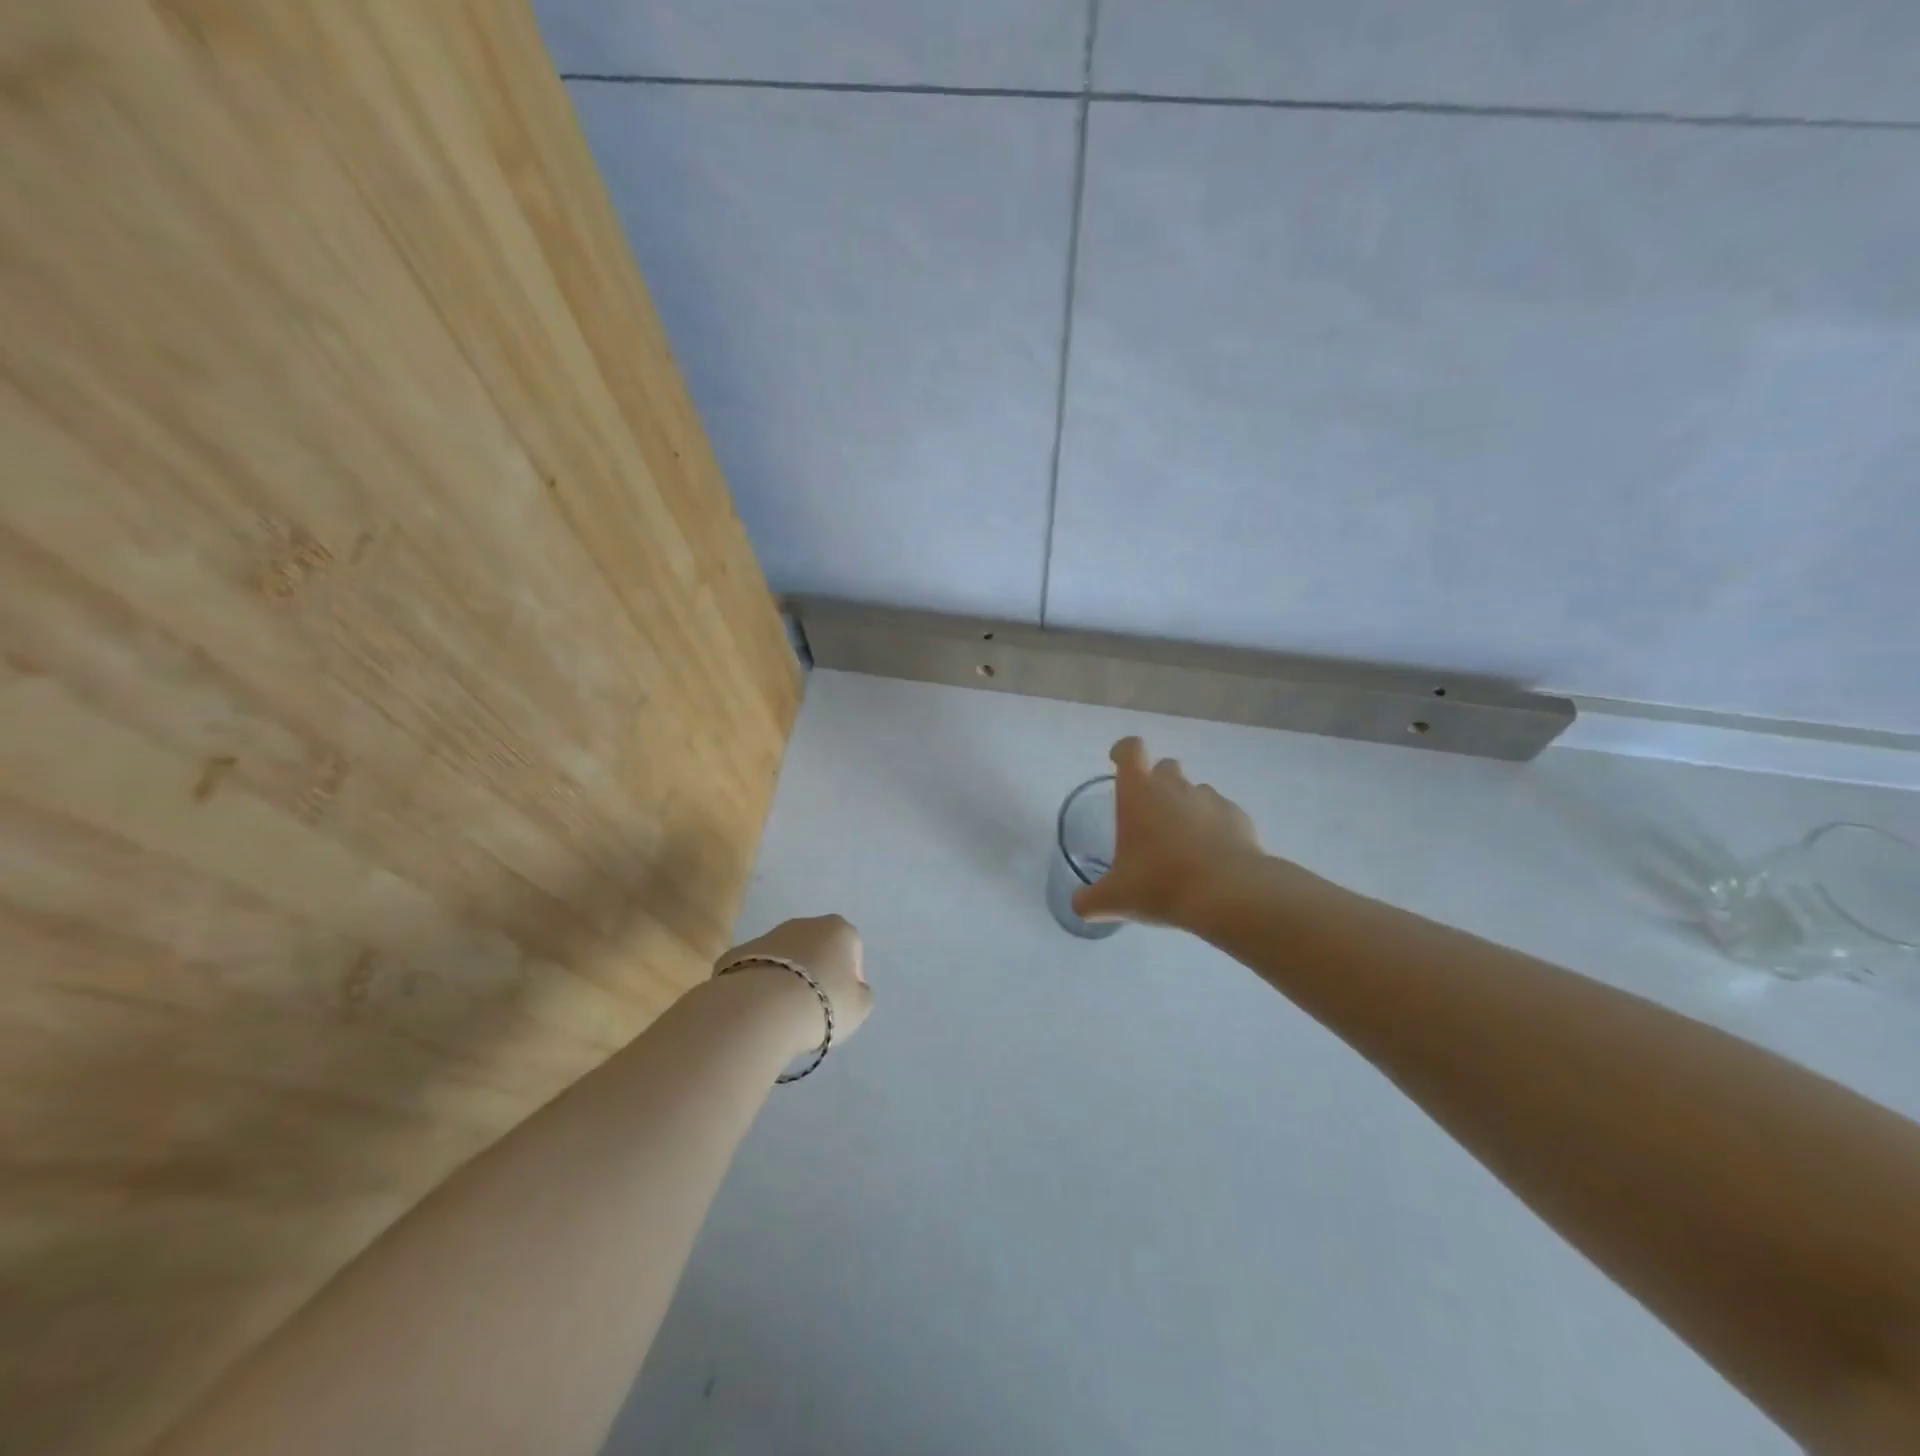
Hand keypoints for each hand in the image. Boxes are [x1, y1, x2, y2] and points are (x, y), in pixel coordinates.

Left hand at [714, 914, 873, 1054]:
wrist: (760, 1009)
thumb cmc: (822, 1004)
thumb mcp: (860, 1007)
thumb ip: (861, 994)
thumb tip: (853, 989)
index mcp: (838, 929)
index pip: (852, 949)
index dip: (849, 978)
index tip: (840, 1003)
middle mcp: (804, 924)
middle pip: (816, 948)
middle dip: (816, 973)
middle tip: (813, 1007)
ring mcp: (767, 935)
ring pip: (784, 957)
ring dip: (786, 978)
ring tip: (783, 1013)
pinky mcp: (736, 953)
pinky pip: (756, 970)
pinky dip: (758, 986)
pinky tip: (758, 1010)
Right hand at [1072, 737, 1263, 927]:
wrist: (1229, 894)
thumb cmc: (1160, 884)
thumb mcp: (1114, 899)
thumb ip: (1090, 899)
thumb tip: (1079, 905)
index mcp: (1139, 792)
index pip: (1130, 749)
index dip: (1123, 752)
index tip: (1118, 764)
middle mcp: (1175, 786)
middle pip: (1165, 766)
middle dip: (1158, 783)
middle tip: (1151, 817)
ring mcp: (1210, 798)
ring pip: (1195, 790)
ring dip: (1186, 807)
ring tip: (1183, 844)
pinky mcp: (1239, 817)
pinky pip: (1222, 813)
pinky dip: (1215, 827)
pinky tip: (1211, 858)